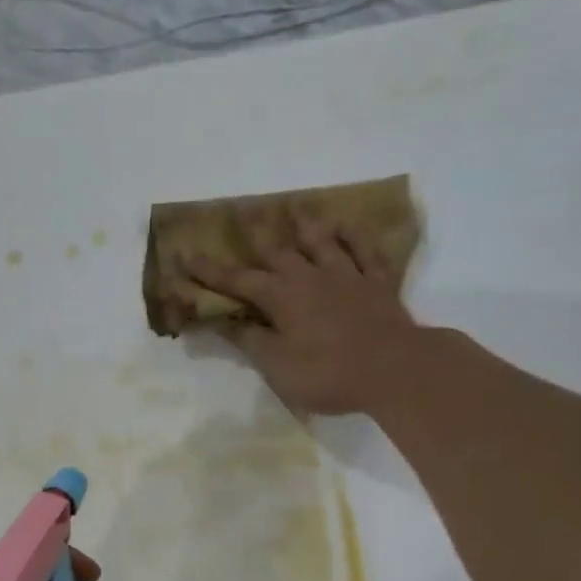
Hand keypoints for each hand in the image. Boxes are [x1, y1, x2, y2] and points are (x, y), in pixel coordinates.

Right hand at [188, 208, 419, 415]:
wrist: (394, 369)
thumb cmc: (328, 374)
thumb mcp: (277, 366)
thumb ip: (251, 341)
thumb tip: (225, 321)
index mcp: (281, 298)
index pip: (237, 281)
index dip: (209, 271)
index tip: (185, 255)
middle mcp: (310, 277)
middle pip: (277, 250)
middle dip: (255, 233)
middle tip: (241, 210)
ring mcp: (347, 276)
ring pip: (321, 242)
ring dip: (305, 223)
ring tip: (293, 206)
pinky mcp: (378, 283)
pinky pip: (365, 251)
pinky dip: (355, 235)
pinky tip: (348, 224)